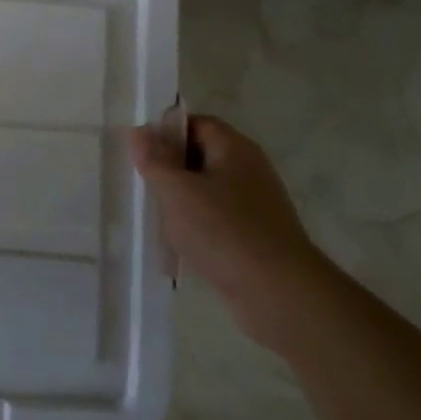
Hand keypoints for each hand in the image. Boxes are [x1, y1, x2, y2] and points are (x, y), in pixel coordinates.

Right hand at [132, 114, 335, 349]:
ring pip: (207, 191)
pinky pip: (217, 220)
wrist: (281, 296)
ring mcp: (255, 206)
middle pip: (200, 156)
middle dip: (170, 168)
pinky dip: (197, 227)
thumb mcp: (177, 190)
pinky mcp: (255, 238)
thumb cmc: (224, 231)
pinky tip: (179, 244)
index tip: (140, 152)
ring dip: (181, 201)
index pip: (196, 123)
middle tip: (143, 183)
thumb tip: (139, 131)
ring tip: (156, 216)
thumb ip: (154, 159)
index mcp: (235, 149)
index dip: (165, 132)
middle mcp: (249, 171)